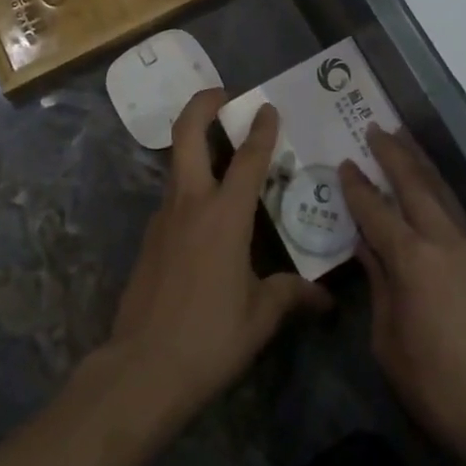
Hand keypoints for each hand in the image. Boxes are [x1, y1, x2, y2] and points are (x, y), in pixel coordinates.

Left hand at [101, 90, 331, 431]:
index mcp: (224, 216)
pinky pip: (173, 197)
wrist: (140, 369)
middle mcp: (190, 203)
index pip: (247, 159)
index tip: (268, 106)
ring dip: (195, 143)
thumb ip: (290, 296)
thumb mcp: (258, 318)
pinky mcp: (149, 238)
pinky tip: (208, 213)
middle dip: (202, 105)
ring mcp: (164, 218)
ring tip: (222, 151)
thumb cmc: (208, 338)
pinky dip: (190, 185)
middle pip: (187, 135)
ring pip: (177, 163)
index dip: (261, 129)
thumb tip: (324, 298)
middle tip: (222, 95)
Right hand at [339, 128, 465, 465]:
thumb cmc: (436, 385)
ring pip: (440, 192)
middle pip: (415, 186)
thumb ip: (378, 287)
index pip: (376, 211)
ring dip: (420, 163)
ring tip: (404, 139)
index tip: (344, 163)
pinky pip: (454, 213)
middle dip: (393, 155)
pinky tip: (431, 187)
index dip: (357, 187)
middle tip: (376, 129)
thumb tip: (368, 249)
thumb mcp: (388, 342)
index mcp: (412, 260)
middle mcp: (442, 242)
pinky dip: (438, 190)